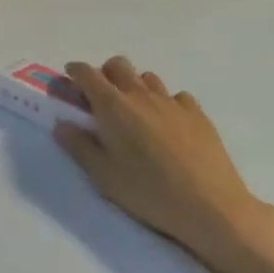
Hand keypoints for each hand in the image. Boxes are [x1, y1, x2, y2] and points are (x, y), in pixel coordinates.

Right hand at [55, 58, 273, 271]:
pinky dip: (166, 103)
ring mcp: (172, 102)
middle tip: (101, 99)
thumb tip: (62, 124)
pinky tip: (168, 125)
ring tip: (135, 113)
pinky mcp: (198, 114)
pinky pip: (176, 96)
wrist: (211, 207)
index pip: (87, 74)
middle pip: (118, 65)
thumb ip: (79, 146)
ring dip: (135, 86)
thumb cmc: (149, 192)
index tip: (69, 79)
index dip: (75, 72)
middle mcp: (141, 95)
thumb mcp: (103, 175)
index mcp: (113, 106)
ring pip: (147, 78)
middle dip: (105, 74)